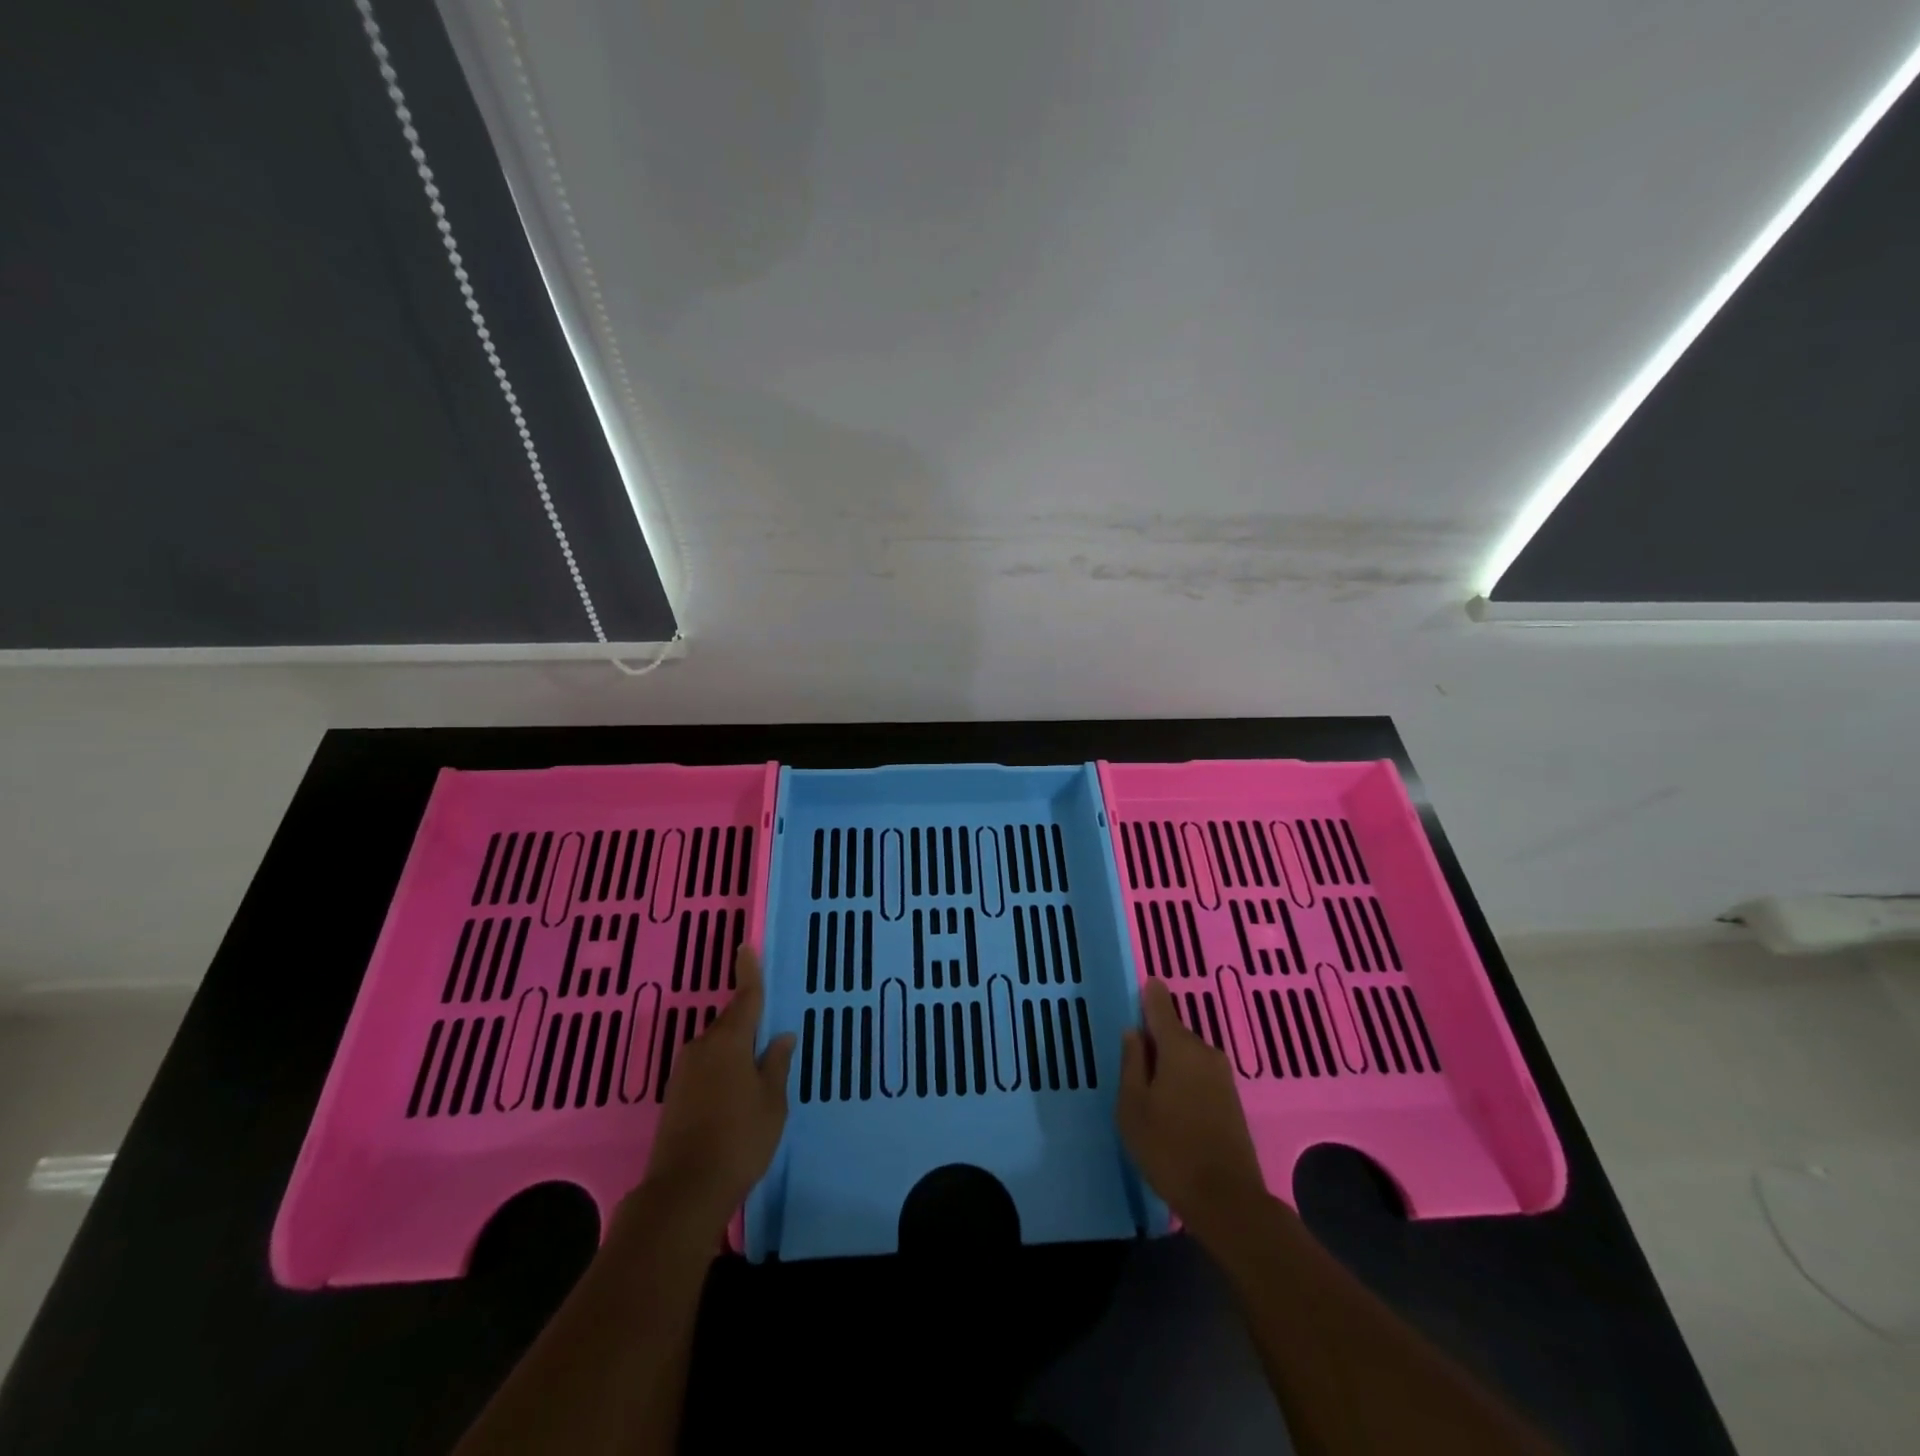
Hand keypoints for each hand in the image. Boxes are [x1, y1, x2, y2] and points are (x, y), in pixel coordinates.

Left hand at [633, 946, 795, 1236]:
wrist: (683, 1192)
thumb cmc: (739, 1140)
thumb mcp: (771, 1102)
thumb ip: (776, 1065)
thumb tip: (781, 1036)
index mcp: (729, 1041)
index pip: (745, 997)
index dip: (748, 972)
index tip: (746, 946)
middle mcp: (703, 1047)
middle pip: (730, 1023)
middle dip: (748, 1023)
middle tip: (769, 1032)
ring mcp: (684, 1072)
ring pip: (717, 1047)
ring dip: (735, 1050)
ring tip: (757, 1070)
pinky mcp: (675, 1095)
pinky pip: (706, 1067)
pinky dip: (722, 1069)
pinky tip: (735, 1091)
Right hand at [1118, 979, 1268, 1239]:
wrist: (1227, 1200)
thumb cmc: (1168, 1149)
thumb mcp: (1133, 1107)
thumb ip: (1131, 1063)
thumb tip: (1134, 1032)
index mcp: (1179, 1047)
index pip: (1161, 1006)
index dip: (1150, 994)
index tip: (1143, 985)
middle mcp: (1205, 1052)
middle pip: (1175, 1032)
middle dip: (1155, 1039)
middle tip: (1133, 1058)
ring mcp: (1223, 1076)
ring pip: (1188, 1055)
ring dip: (1170, 1063)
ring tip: (1149, 1087)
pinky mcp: (1232, 1099)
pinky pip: (1200, 1074)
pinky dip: (1184, 1079)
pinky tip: (1172, 1104)